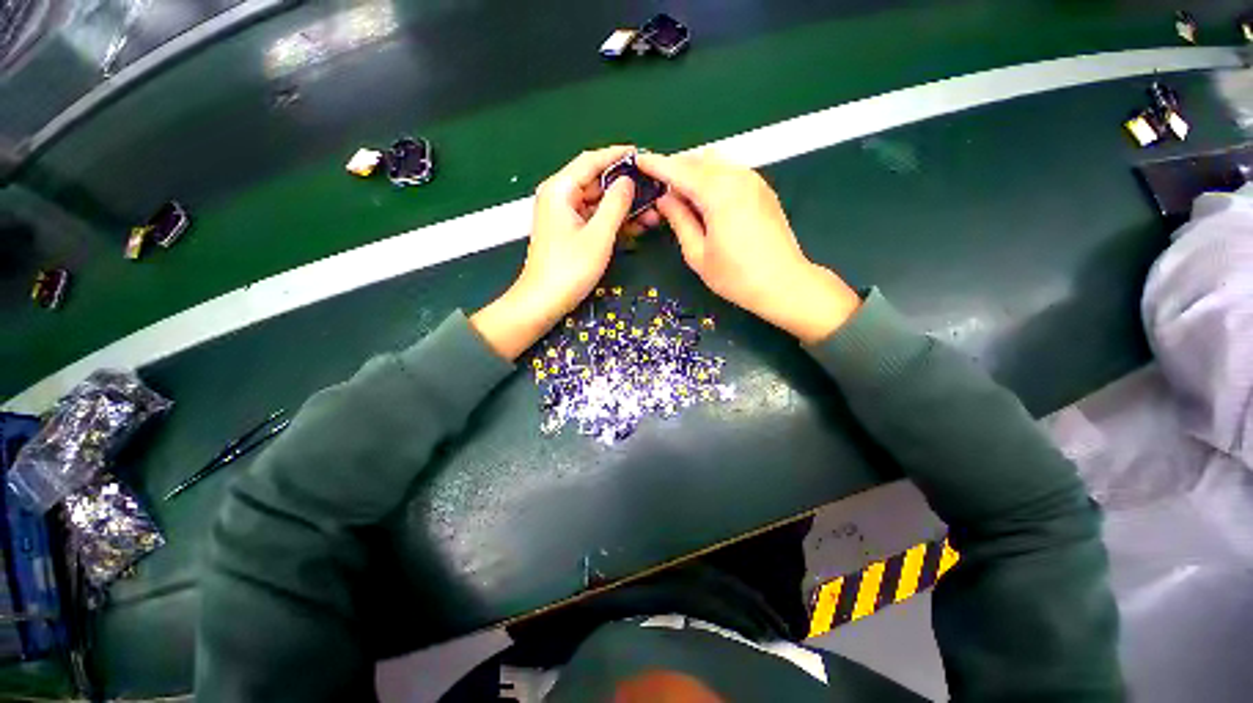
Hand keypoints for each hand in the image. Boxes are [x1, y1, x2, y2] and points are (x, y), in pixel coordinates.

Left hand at [472, 146, 651, 359]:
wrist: (543, 302)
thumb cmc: (569, 269)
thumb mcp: (598, 235)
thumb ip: (615, 204)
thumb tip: (628, 181)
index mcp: (560, 189)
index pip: (591, 161)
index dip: (618, 156)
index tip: (643, 155)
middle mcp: (560, 197)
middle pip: (596, 182)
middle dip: (626, 189)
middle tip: (655, 193)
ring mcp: (564, 216)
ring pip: (598, 203)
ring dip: (624, 208)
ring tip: (653, 215)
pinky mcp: (569, 233)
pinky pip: (594, 219)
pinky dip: (613, 223)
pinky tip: (636, 228)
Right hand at [637, 151, 861, 343]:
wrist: (783, 283)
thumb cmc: (736, 276)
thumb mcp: (698, 254)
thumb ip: (679, 221)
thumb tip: (665, 199)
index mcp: (718, 193)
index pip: (679, 171)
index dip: (657, 165)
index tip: (638, 160)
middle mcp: (737, 177)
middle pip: (698, 161)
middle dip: (675, 169)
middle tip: (658, 188)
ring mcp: (754, 180)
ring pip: (716, 164)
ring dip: (694, 173)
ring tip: (680, 196)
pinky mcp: (763, 189)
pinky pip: (730, 172)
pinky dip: (712, 178)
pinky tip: (706, 199)